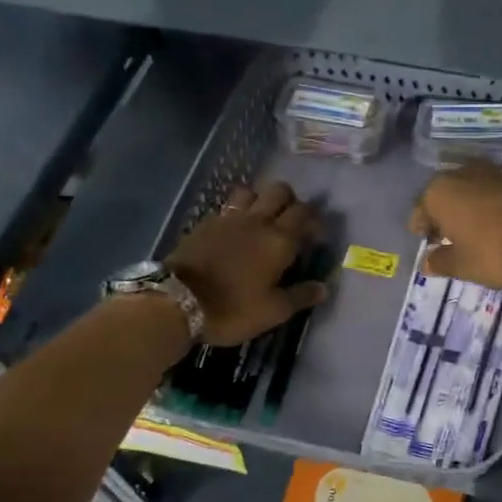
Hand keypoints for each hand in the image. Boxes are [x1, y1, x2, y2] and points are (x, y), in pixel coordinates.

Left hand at [166, 182, 328, 345]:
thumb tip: (324, 287)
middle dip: (291, 202)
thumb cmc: (232, 309)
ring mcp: (229, 218)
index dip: (314, 220)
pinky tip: (236, 230)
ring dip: (261, 199)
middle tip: (292, 223)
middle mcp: (258, 221)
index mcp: (280, 240)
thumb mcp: (273, 311)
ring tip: (262, 220)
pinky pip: (228, 206)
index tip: (316, 236)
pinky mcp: (206, 222)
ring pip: (252, 190)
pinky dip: (238, 211)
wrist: (176, 301)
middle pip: (281, 191)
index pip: (305, 214)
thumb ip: (301, 296)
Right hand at [409, 166, 501, 289]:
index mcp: (438, 192)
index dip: (420, 228)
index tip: (425, 242)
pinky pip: (493, 192)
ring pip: (469, 190)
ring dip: (467, 207)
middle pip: (444, 195)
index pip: (419, 210)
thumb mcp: (462, 265)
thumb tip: (426, 263)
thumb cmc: (493, 250)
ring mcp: (492, 172)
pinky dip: (490, 205)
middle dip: (443, 214)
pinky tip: (496, 222)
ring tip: (472, 229)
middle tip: (446, 235)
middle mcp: (461, 174)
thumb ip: (440, 262)